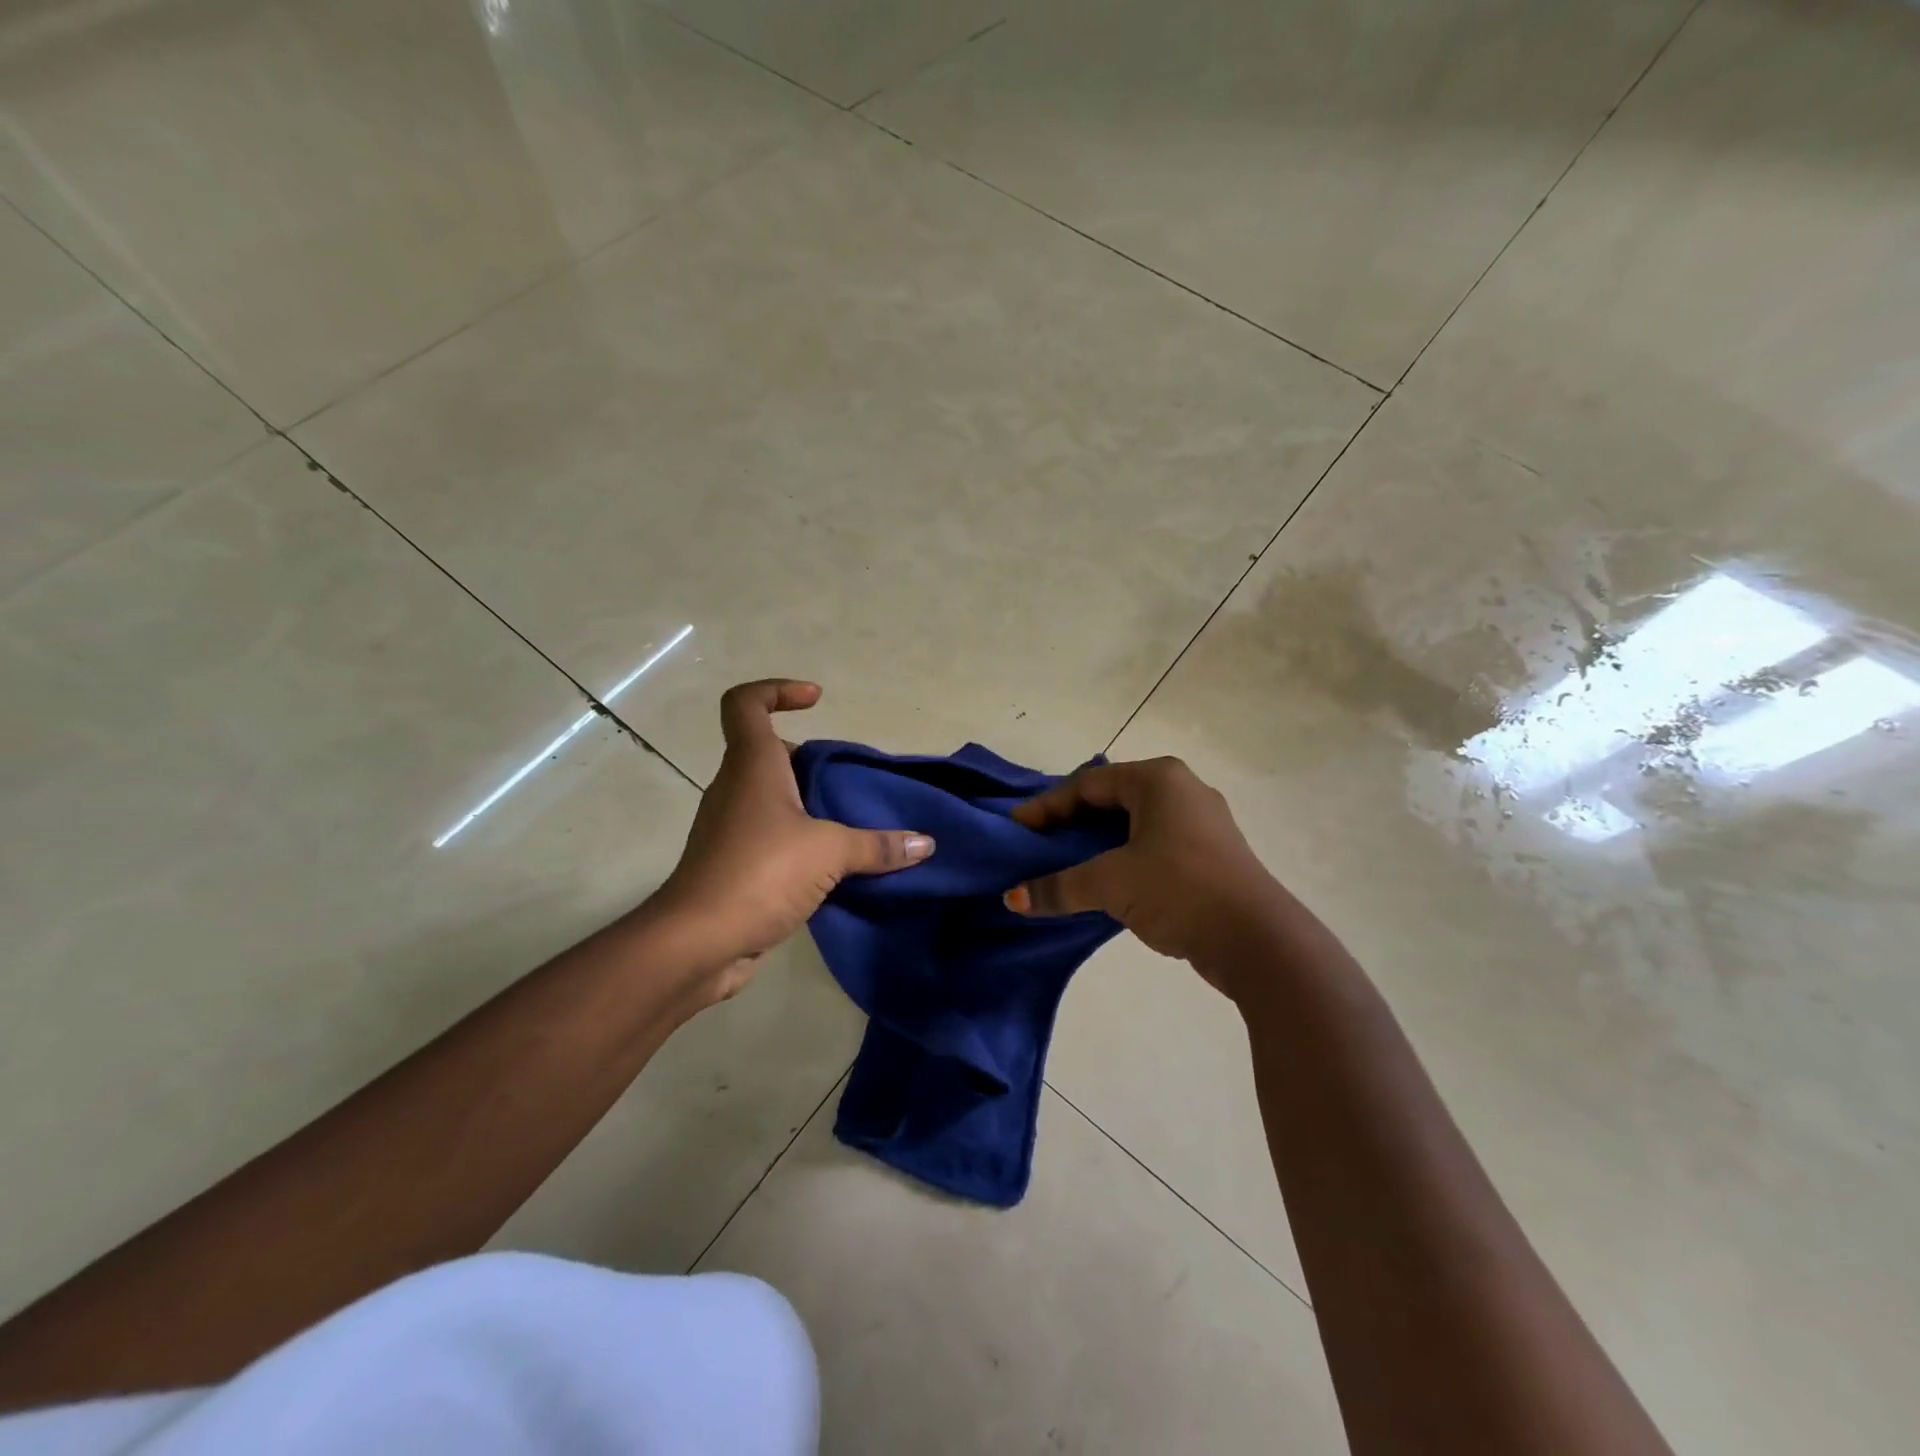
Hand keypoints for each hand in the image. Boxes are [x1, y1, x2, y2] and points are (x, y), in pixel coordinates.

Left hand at [652, 680, 933, 999]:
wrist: (697, 943)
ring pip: (773, 798)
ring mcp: (731, 827)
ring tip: (854, 823)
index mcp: (752, 765)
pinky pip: (773, 837)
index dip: (778, 690)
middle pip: (769, 753)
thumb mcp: (828, 852)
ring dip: (810, 804)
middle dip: (812, 761)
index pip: (746, 703)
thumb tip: (925, 843)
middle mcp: (736, 788)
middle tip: (851, 781)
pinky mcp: (734, 864)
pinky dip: (802, 840)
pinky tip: (835, 865)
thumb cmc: (759, 873)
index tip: (817, 701)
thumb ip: (877, 845)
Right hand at [1003, 757, 1281, 987]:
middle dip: (1070, 822)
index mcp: (1158, 778)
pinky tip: (1105, 880)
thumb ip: (1058, 886)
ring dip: (1096, 842)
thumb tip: (1011, 898)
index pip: (1087, 784)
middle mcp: (1182, 789)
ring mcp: (1202, 821)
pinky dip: (1123, 856)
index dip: (1046, 807)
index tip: (1016, 830)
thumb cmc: (1179, 890)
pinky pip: (1153, 843)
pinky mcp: (1211, 853)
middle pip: (1110, 799)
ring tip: (1064, 863)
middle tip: (1037, 845)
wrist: (1258, 941)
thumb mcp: (1111, 884)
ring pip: (1133, 823)